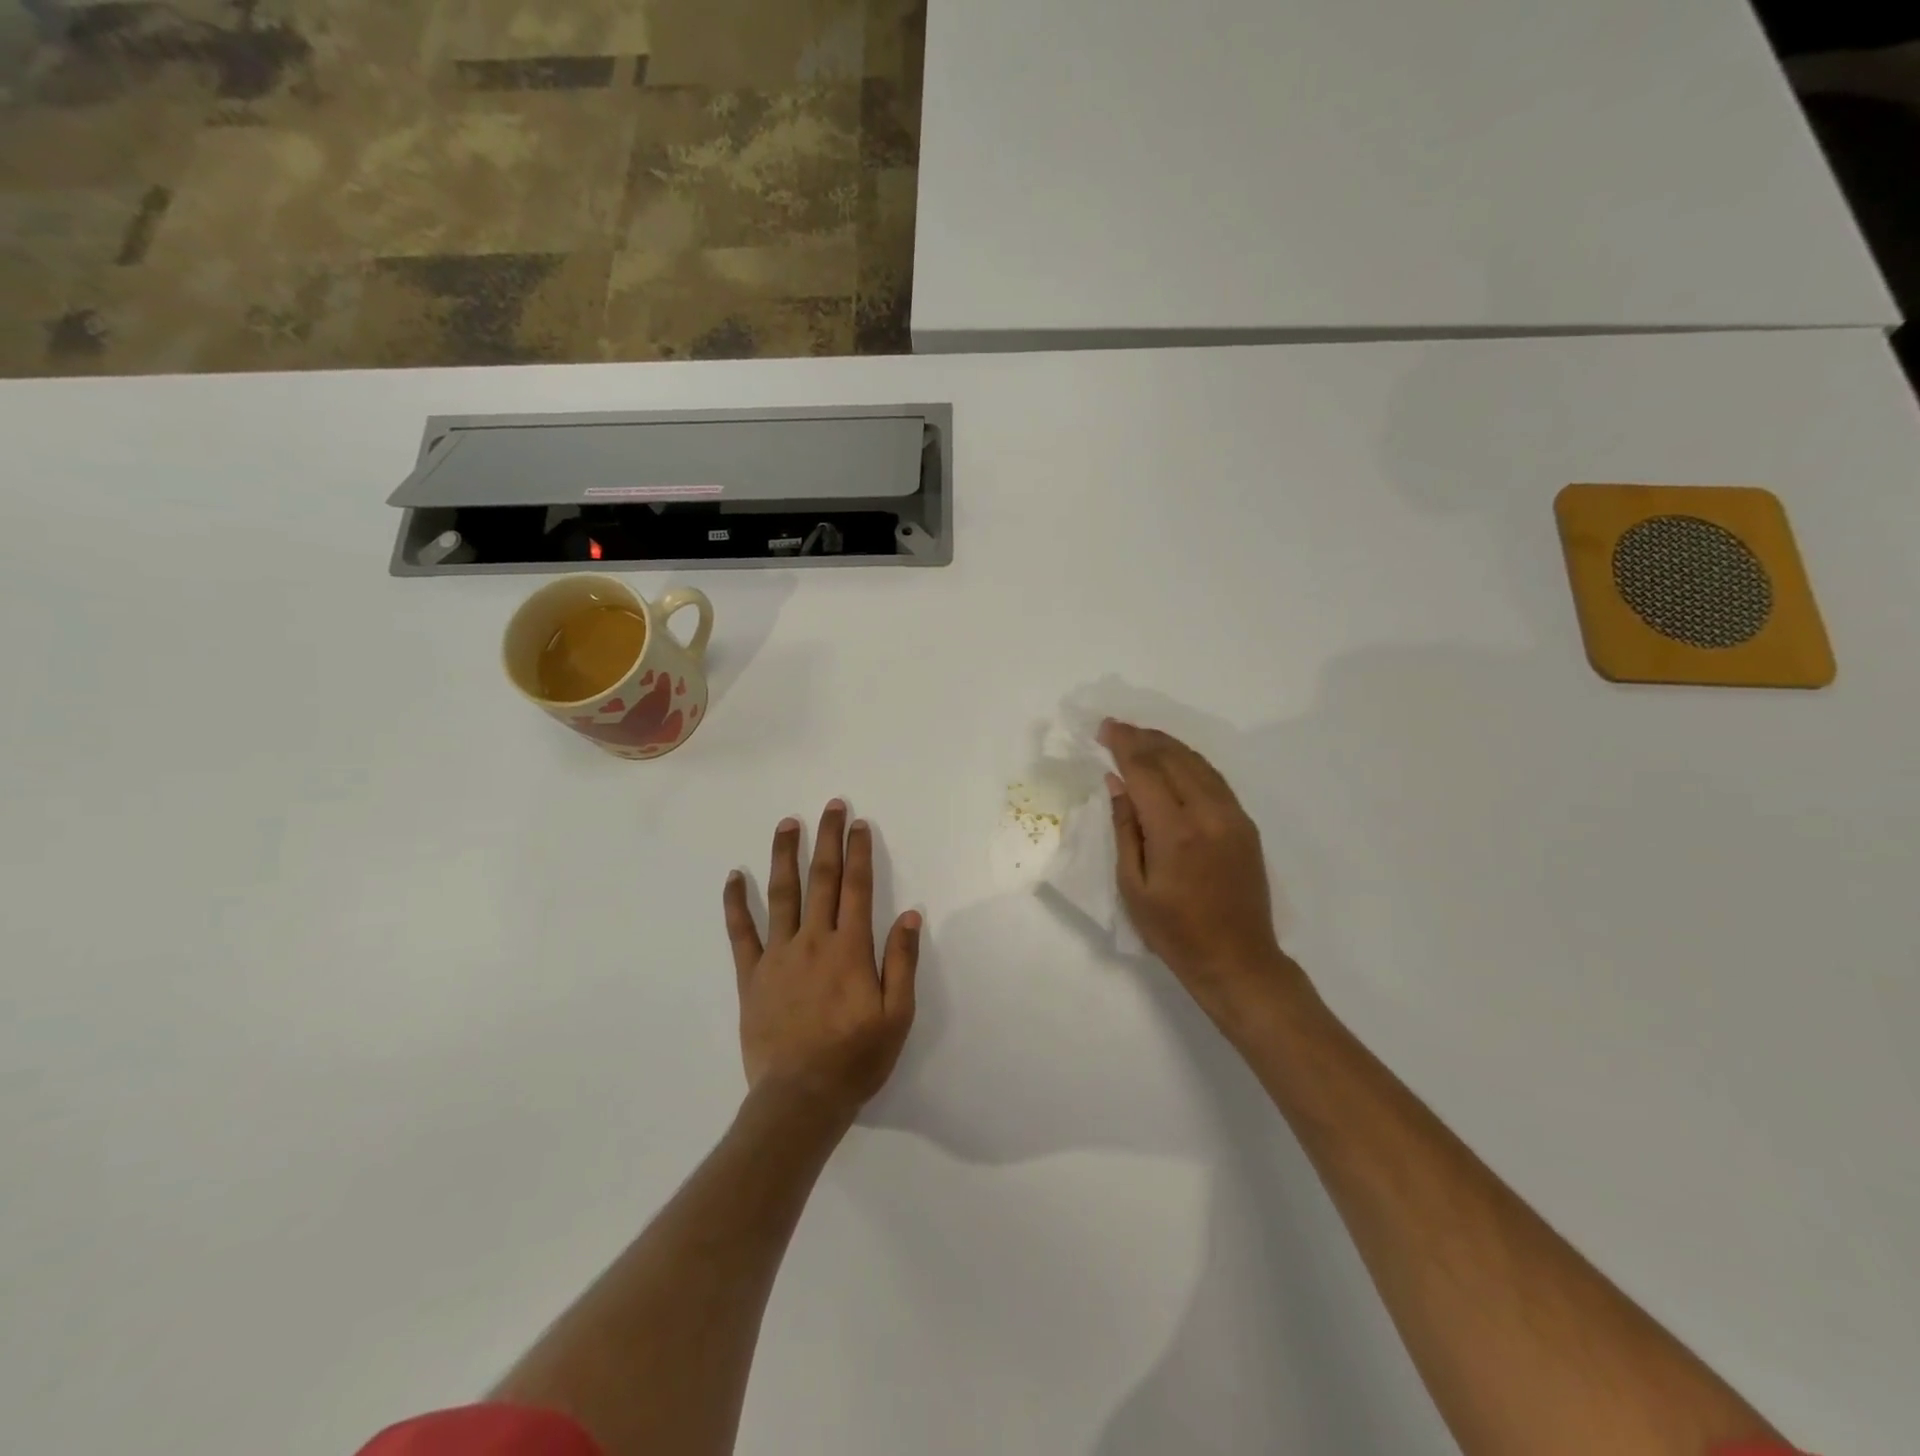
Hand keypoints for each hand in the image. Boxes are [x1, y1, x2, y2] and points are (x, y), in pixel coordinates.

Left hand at [722, 801, 920, 1122]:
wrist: (800, 1098)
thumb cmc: (856, 1058)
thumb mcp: (897, 1016)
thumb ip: (902, 962)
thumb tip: (911, 916)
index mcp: (850, 949)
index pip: (857, 888)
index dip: (858, 853)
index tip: (858, 824)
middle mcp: (813, 941)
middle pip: (822, 880)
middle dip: (827, 839)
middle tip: (830, 806)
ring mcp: (778, 956)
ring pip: (781, 894)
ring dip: (785, 855)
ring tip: (787, 824)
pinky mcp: (751, 976)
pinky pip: (741, 932)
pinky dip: (737, 903)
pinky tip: (734, 877)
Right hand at [1101, 721, 1311, 1023]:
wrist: (1237, 960)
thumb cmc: (1174, 932)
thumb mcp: (1133, 886)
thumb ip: (1125, 828)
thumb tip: (1116, 783)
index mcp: (1175, 832)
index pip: (1145, 771)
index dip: (1123, 745)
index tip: (1104, 728)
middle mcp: (1208, 814)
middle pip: (1173, 758)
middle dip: (1143, 738)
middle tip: (1117, 727)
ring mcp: (1232, 816)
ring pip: (1198, 763)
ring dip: (1167, 745)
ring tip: (1141, 736)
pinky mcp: (1245, 824)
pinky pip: (1214, 779)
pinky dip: (1190, 761)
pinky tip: (1174, 760)